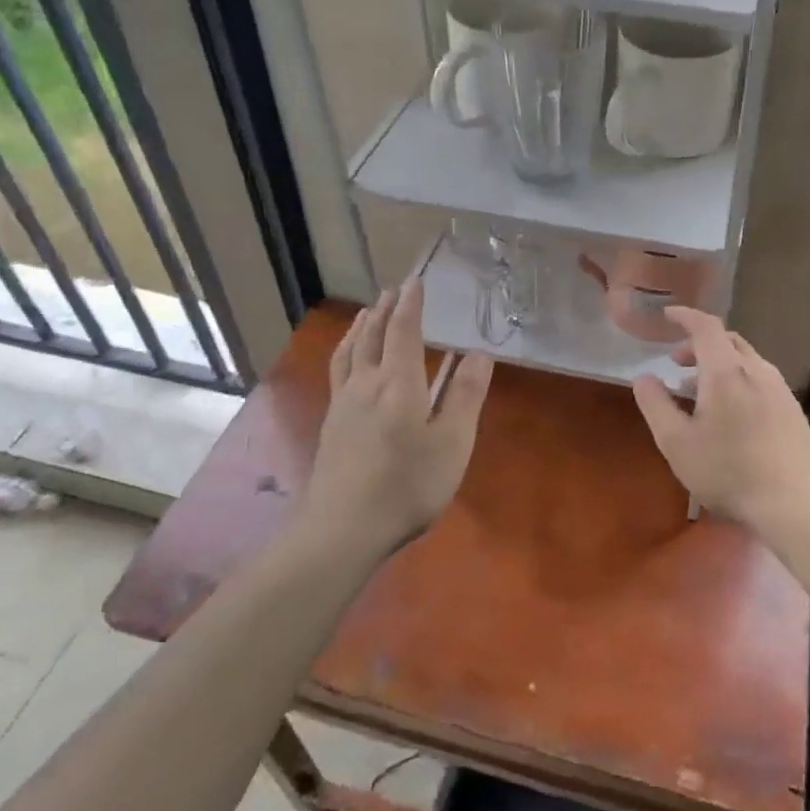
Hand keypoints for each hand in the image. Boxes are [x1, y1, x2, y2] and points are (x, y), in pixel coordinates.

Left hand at [306, 279, 494, 553]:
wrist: (343, 528)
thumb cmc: (407, 485)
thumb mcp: (452, 443)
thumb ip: (465, 396)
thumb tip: (478, 353)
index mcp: (398, 384)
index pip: (403, 332)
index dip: (410, 306)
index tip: (415, 282)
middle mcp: (366, 384)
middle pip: (372, 337)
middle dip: (383, 311)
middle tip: (391, 291)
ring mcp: (343, 404)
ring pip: (349, 353)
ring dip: (360, 328)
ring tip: (365, 314)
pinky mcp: (331, 424)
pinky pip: (338, 372)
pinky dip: (345, 352)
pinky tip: (348, 363)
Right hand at [631, 308, 809, 534]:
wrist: (796, 504)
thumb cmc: (729, 472)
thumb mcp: (677, 442)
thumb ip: (656, 405)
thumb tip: (644, 377)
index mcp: (726, 371)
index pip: (706, 326)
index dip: (685, 316)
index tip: (667, 316)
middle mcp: (757, 370)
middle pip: (727, 341)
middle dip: (698, 344)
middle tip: (676, 363)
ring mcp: (780, 390)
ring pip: (746, 361)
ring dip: (718, 365)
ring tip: (698, 391)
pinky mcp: (793, 410)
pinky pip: (760, 380)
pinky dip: (738, 380)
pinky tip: (731, 413)